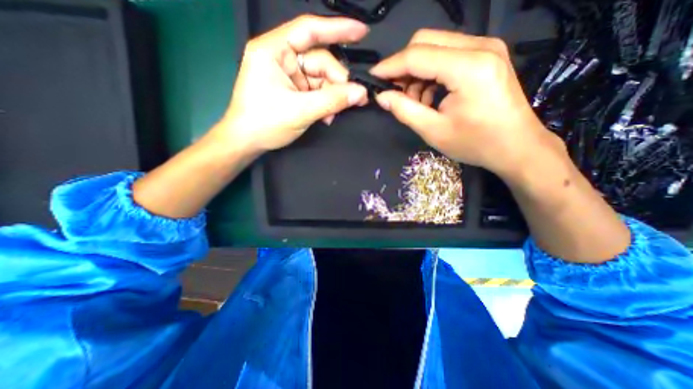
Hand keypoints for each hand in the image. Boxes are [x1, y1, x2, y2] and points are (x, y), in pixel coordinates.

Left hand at [216, 16, 370, 153]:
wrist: (248, 142)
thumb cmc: (265, 123)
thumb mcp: (300, 111)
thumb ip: (332, 100)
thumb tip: (360, 93)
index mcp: (274, 51)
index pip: (309, 30)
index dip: (338, 29)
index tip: (362, 32)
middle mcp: (282, 58)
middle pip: (320, 61)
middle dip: (337, 82)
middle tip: (353, 99)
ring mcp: (289, 75)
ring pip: (321, 79)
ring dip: (332, 97)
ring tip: (333, 114)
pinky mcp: (294, 90)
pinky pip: (317, 91)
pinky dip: (325, 103)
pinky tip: (327, 116)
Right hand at [371, 28, 559, 175]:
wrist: (517, 146)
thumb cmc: (476, 143)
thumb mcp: (434, 131)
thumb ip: (405, 110)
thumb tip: (382, 97)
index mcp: (468, 68)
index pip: (417, 55)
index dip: (390, 66)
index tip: (373, 77)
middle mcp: (480, 47)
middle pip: (425, 41)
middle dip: (404, 67)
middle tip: (397, 94)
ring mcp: (486, 48)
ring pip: (436, 47)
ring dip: (418, 73)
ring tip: (417, 102)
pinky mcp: (487, 56)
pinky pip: (448, 55)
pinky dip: (432, 74)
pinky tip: (432, 96)